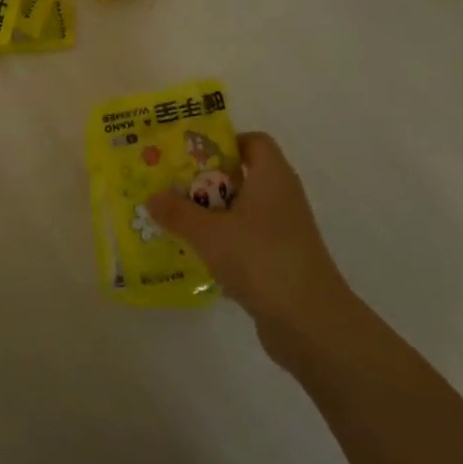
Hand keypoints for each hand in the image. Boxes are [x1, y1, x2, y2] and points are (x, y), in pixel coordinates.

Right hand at [147, 132, 349, 338]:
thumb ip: (178, 212)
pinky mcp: (281, 260)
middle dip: (205, 181)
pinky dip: (223, 242)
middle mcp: (281, 197)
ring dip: (211, 215)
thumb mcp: (209, 233)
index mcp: (271, 177)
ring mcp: (284, 231)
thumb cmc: (260, 259)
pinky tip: (196, 255)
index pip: (253, 141)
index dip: (223, 142)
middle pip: (242, 176)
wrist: (310, 321)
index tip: (188, 155)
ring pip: (242, 211)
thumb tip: (152, 196)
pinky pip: (246, 239)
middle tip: (170, 188)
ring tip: (175, 221)